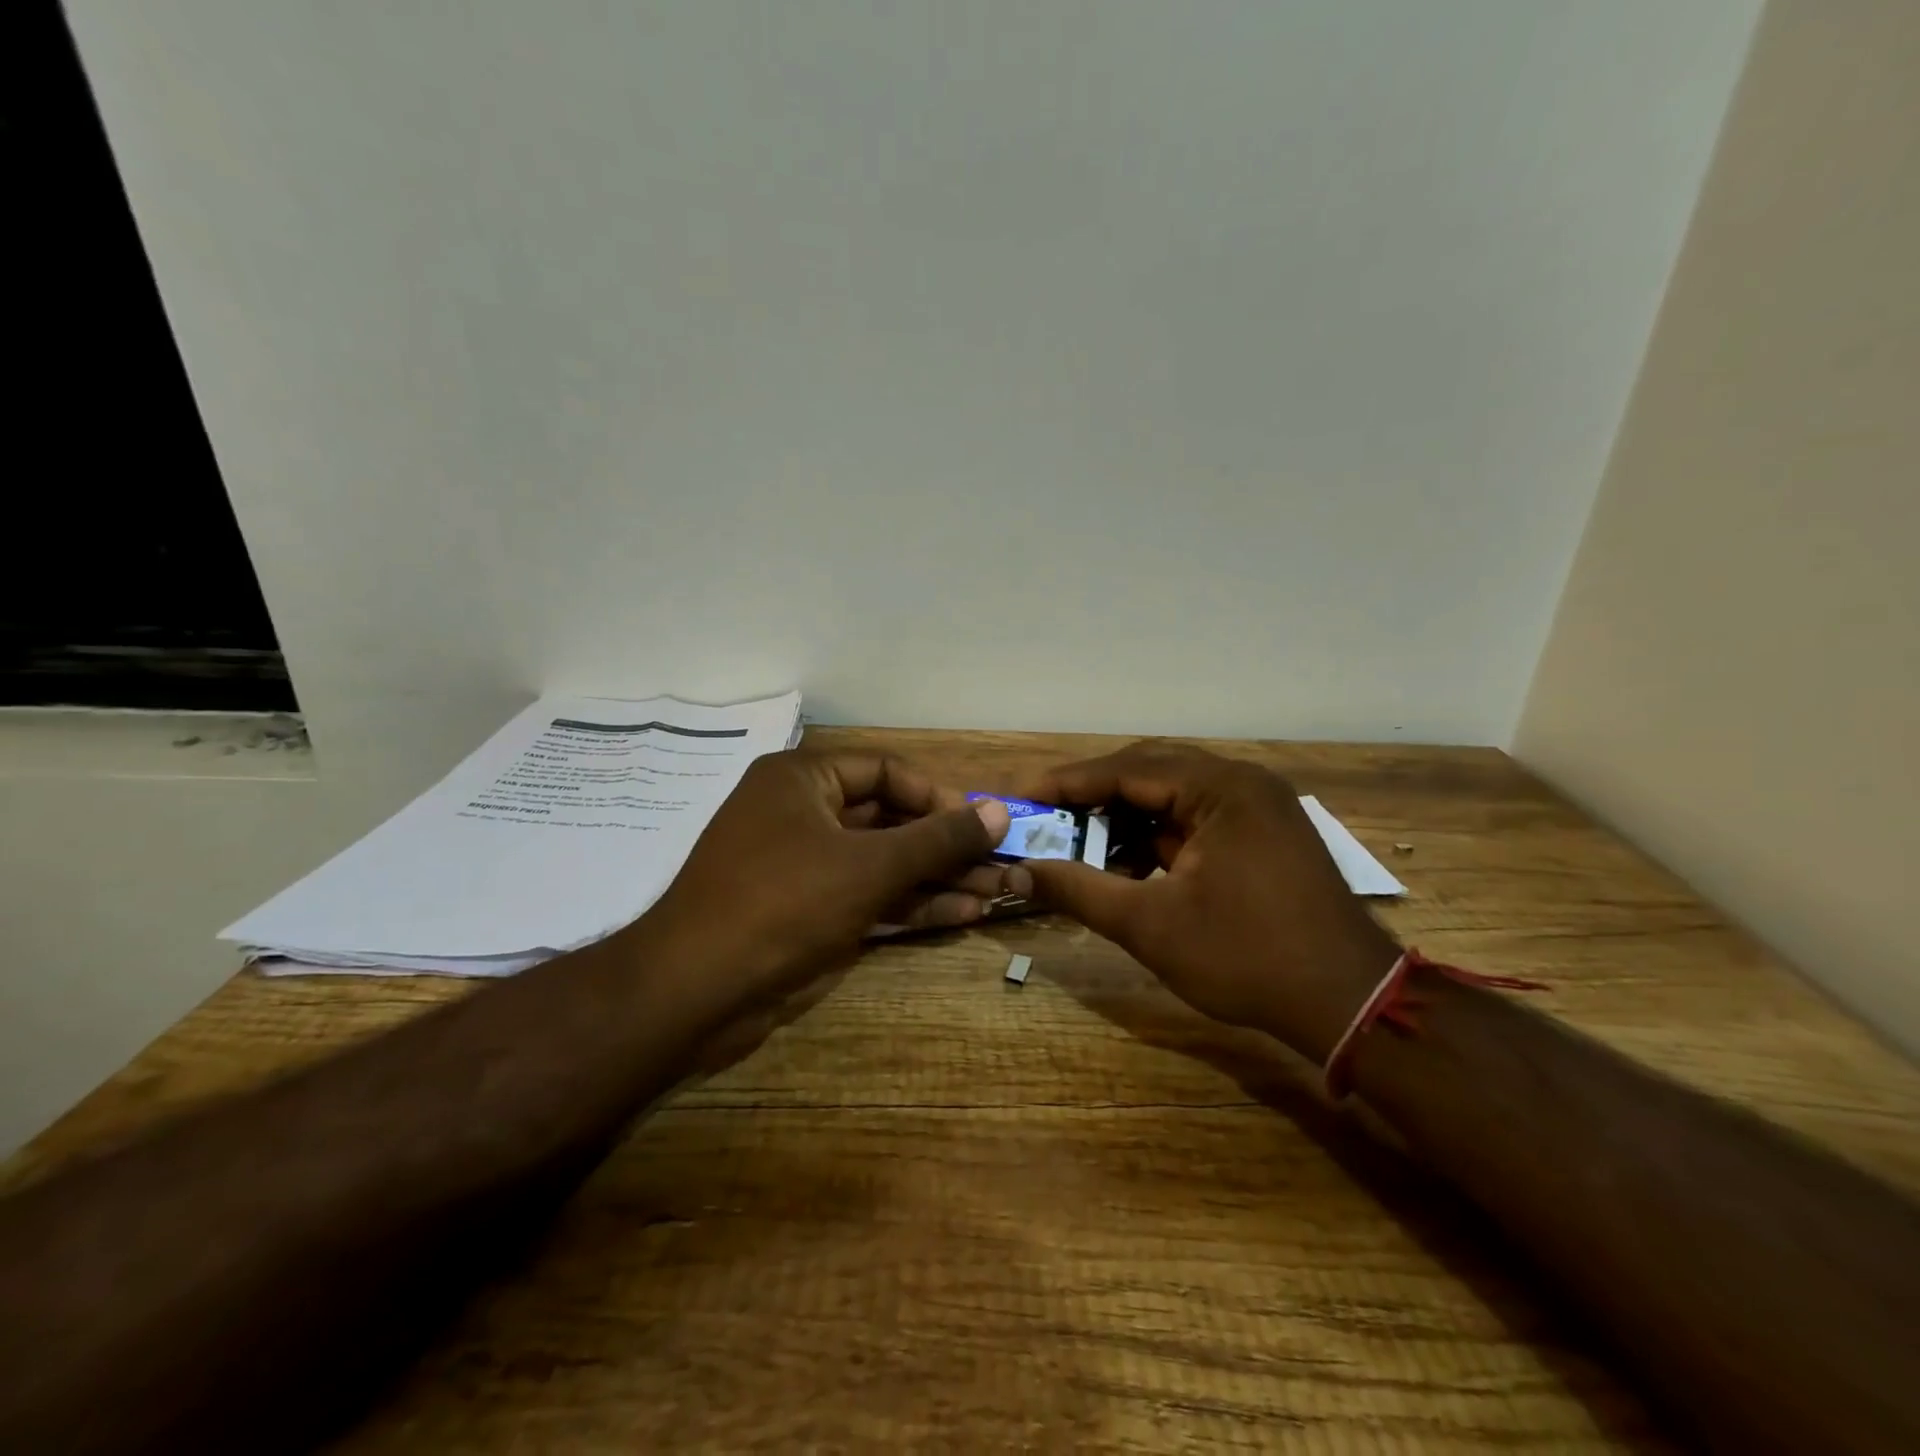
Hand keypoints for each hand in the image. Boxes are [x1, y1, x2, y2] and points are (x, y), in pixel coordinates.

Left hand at [642, 751, 1010, 1008]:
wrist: (696, 992)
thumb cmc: (784, 904)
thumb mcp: (870, 866)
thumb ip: (937, 838)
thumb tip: (998, 810)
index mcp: (803, 779)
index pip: (885, 772)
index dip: (937, 798)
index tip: (981, 826)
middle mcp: (802, 813)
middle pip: (889, 819)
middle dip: (945, 845)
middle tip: (999, 864)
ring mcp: (804, 865)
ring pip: (883, 862)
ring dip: (936, 878)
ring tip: (995, 893)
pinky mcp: (807, 910)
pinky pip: (868, 895)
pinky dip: (910, 904)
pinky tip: (961, 914)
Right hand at [1012, 742, 1398, 1062]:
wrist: (1350, 1004)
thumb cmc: (1247, 958)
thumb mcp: (1150, 925)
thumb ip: (1078, 890)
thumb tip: (1018, 871)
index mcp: (1220, 789)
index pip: (1126, 769)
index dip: (1069, 783)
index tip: (1024, 796)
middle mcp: (1241, 783)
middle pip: (1149, 773)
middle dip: (1095, 798)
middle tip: (1048, 819)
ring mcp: (1258, 807)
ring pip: (1172, 797)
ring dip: (1125, 821)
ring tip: (1084, 851)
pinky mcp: (1263, 833)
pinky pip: (1196, 819)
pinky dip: (1158, 838)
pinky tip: (1130, 869)